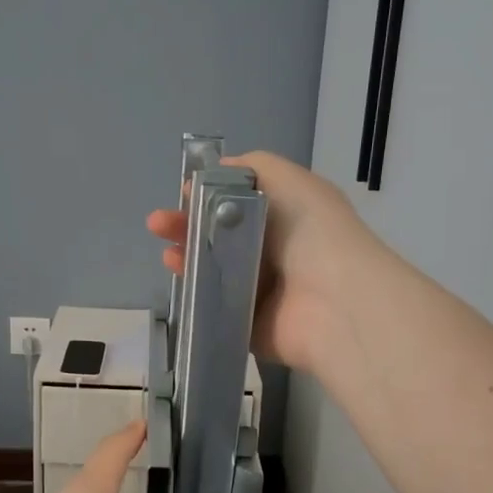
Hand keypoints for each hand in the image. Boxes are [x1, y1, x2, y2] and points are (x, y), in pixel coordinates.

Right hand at [145, 151, 375, 372]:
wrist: (333, 301)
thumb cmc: (311, 232)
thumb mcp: (287, 180)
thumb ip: (252, 168)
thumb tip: (216, 170)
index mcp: (284, 218)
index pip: (237, 204)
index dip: (207, 196)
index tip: (182, 192)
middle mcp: (272, 252)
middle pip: (218, 236)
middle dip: (186, 225)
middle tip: (158, 224)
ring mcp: (259, 290)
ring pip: (212, 270)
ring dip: (186, 257)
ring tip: (167, 253)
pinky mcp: (247, 324)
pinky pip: (214, 306)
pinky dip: (194, 293)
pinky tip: (179, 279)